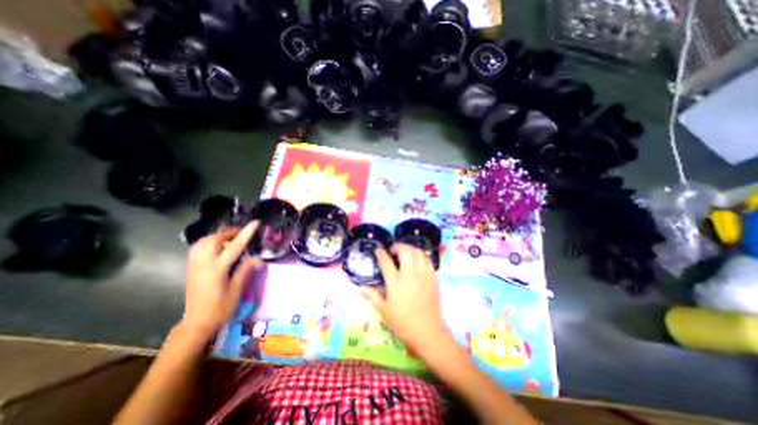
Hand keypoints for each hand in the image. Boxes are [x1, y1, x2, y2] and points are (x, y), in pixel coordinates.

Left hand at [181, 222, 261, 338]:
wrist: (196, 323)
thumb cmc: (220, 308)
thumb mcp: (237, 290)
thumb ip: (245, 270)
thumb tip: (259, 258)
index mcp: (217, 270)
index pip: (234, 247)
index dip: (246, 233)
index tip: (255, 223)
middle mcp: (203, 264)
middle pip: (214, 239)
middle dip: (229, 232)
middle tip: (242, 234)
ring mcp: (194, 266)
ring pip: (202, 242)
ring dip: (218, 236)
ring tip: (230, 240)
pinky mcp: (191, 269)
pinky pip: (197, 248)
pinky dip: (208, 243)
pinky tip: (217, 248)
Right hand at [361, 244, 449, 353]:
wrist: (428, 332)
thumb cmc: (403, 323)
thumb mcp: (384, 310)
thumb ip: (372, 296)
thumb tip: (359, 288)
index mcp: (395, 283)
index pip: (386, 262)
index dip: (381, 253)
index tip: (378, 250)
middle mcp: (410, 275)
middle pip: (405, 251)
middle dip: (398, 246)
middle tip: (393, 250)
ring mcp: (423, 275)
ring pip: (418, 252)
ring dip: (410, 248)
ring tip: (405, 253)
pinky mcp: (433, 278)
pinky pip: (427, 260)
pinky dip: (421, 256)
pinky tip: (417, 260)